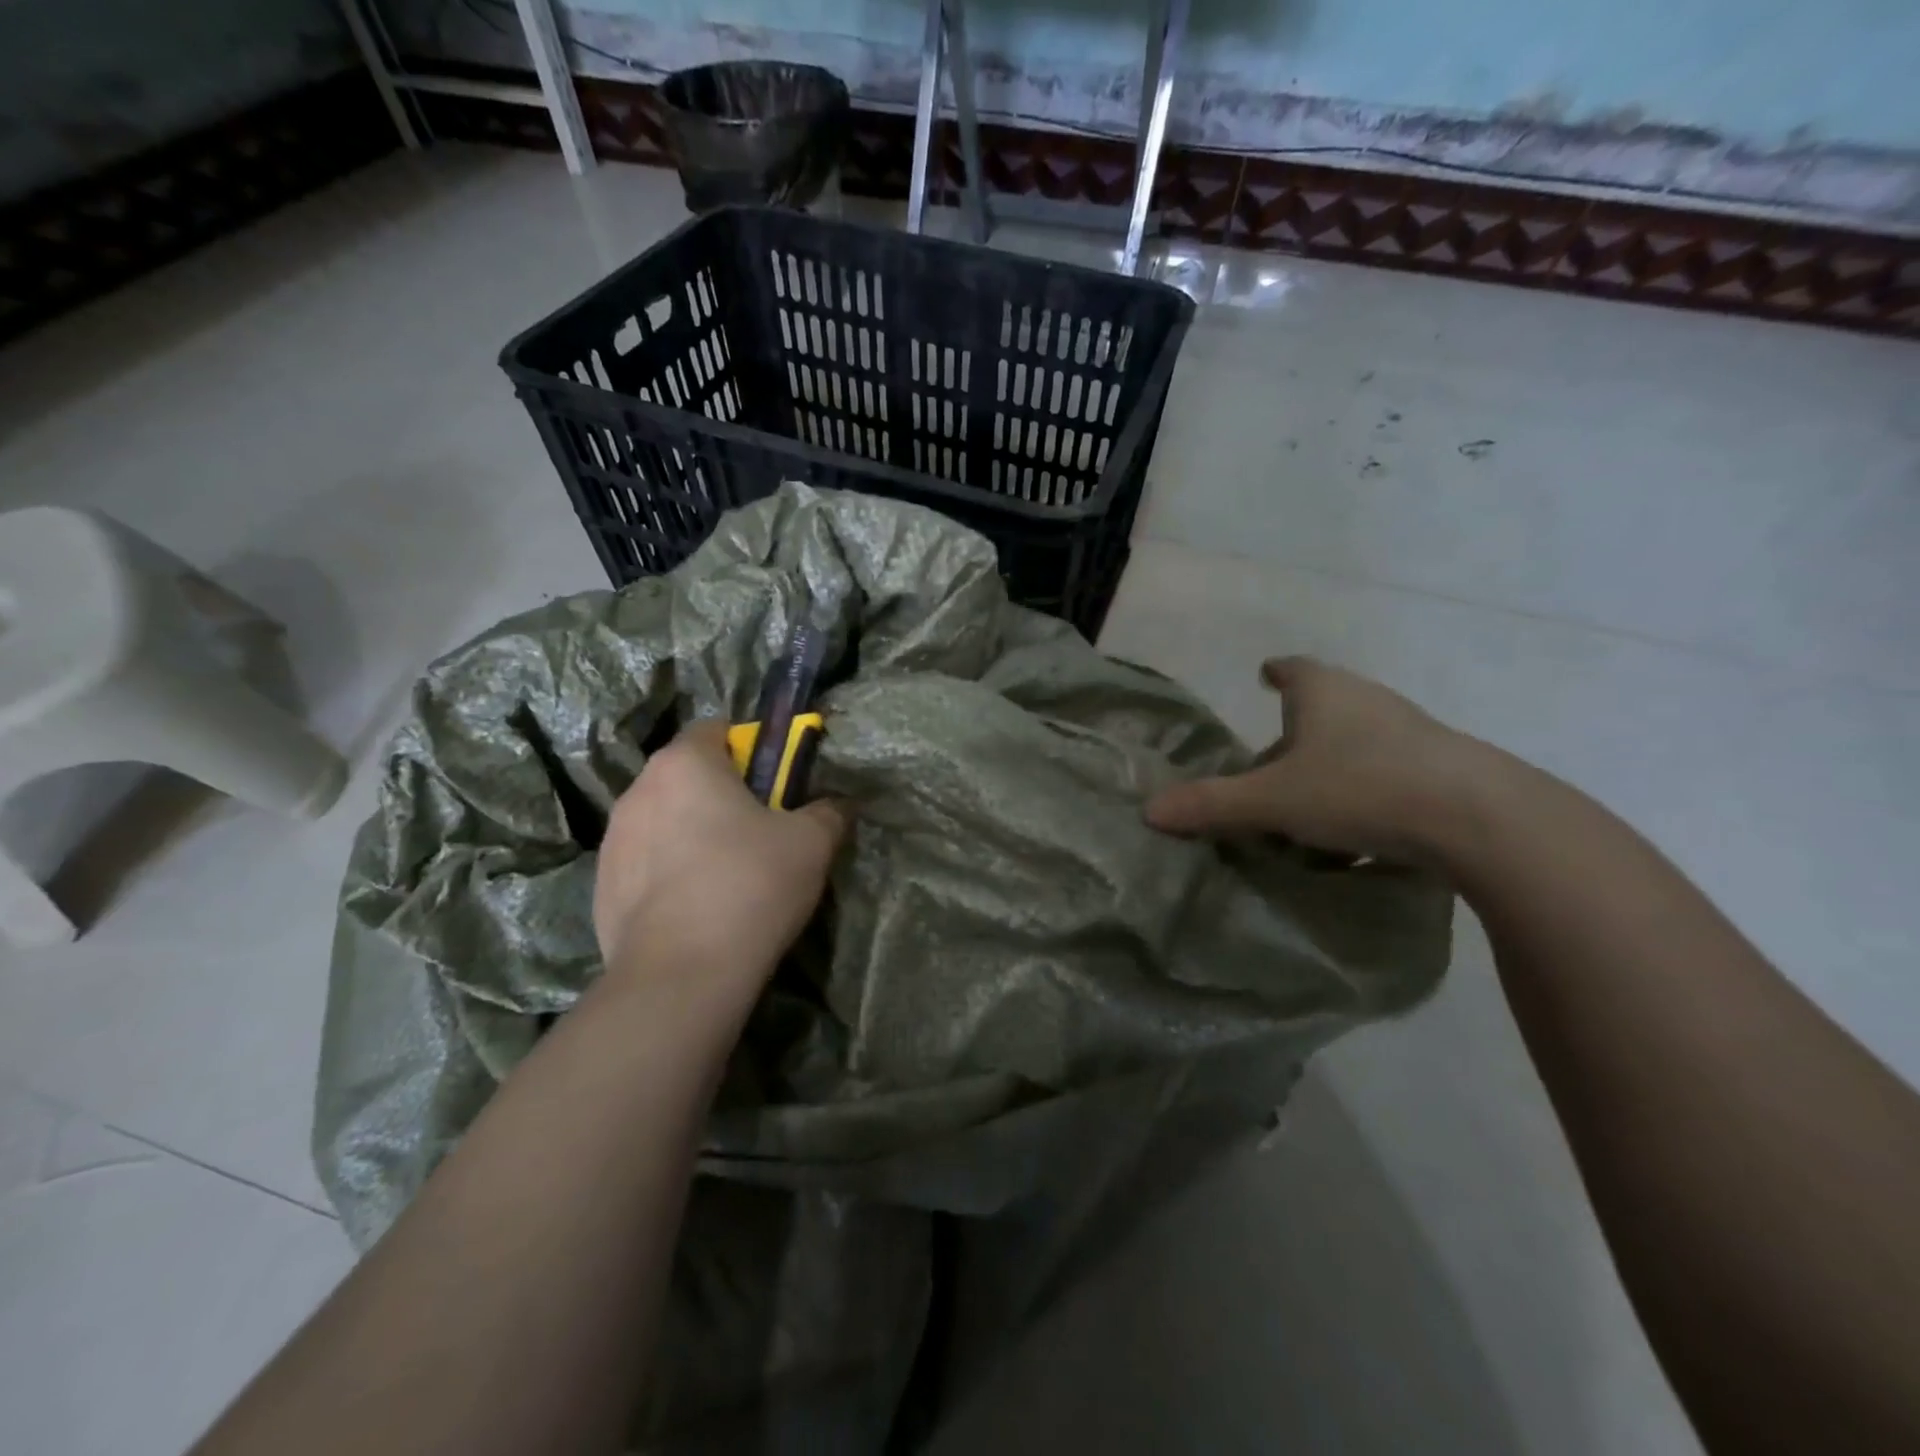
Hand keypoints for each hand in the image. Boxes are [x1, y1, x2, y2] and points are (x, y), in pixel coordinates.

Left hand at [593, 719, 849, 1000]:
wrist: (682, 974)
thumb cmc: (750, 886)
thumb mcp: (812, 843)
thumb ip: (828, 811)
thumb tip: (835, 804)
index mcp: (685, 764)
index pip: (716, 729)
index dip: (749, 748)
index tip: (772, 784)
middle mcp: (639, 790)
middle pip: (687, 775)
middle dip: (720, 793)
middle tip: (758, 830)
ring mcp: (612, 840)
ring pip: (663, 819)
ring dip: (690, 832)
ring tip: (724, 874)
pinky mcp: (601, 886)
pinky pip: (644, 863)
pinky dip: (667, 873)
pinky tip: (695, 908)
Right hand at [1145, 657, 1483, 863]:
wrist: (1478, 818)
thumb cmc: (1359, 788)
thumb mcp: (1273, 801)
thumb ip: (1212, 805)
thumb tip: (1149, 810)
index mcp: (1324, 693)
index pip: (1295, 669)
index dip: (1277, 672)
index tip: (1266, 674)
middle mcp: (1367, 702)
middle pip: (1322, 709)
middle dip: (1294, 734)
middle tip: (1268, 766)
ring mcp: (1411, 734)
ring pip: (1356, 743)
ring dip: (1329, 766)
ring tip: (1307, 806)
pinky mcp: (1442, 769)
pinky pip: (1387, 773)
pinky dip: (1365, 792)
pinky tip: (1356, 833)